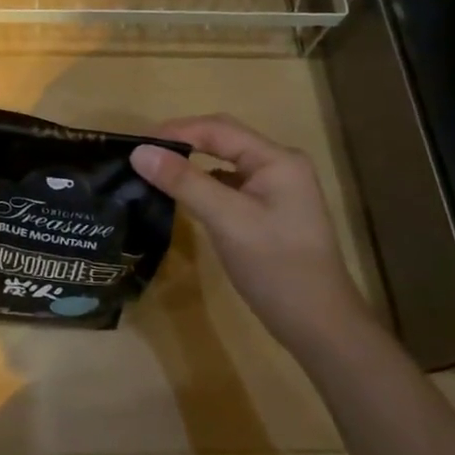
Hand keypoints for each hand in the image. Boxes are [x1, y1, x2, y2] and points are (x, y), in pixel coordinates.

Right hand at [131, 115, 366, 354]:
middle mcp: (279, 165)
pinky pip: (229, 186)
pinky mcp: (268, 211)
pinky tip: (181, 195)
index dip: (176, 131)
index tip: (136, 144)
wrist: (319, 325)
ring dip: (191, 163)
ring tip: (154, 169)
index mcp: (277, 159)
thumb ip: (184, 182)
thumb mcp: (227, 220)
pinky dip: (203, 184)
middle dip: (182, 142)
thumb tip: (139, 152)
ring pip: (225, 163)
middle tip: (142, 154)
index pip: (219, 129)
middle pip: (223, 140)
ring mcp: (276, 189)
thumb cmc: (276, 267)